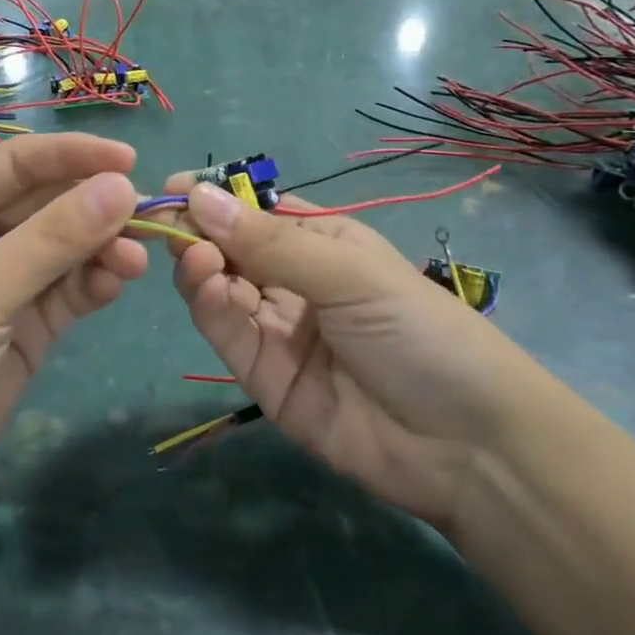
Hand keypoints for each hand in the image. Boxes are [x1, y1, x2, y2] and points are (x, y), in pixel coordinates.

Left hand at [0, 135, 146, 523]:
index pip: (20, 164)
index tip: (129, 159)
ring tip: (136, 258)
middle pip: (49, 204)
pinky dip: (96, 282)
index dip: (74, 155)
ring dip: (103, 247)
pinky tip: (119, 280)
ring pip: (67, 249)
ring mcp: (5, 284)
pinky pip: (69, 291)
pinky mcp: (26, 327)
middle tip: (149, 214)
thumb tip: (122, 187)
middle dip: (96, 206)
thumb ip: (54, 238)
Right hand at [167, 178, 547, 532]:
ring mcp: (278, 331)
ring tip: (195, 256)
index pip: (256, 212)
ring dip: (201, 268)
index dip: (215, 199)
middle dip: (198, 233)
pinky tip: (208, 286)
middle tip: (166, 223)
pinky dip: (210, 307)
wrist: (468, 445)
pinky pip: (229, 334)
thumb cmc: (418, 331)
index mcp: (323, 244)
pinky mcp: (265, 378)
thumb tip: (198, 196)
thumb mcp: (348, 273)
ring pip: (221, 290)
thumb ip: (269, 241)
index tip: (170, 189)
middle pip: (231, 250)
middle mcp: (294, 283)